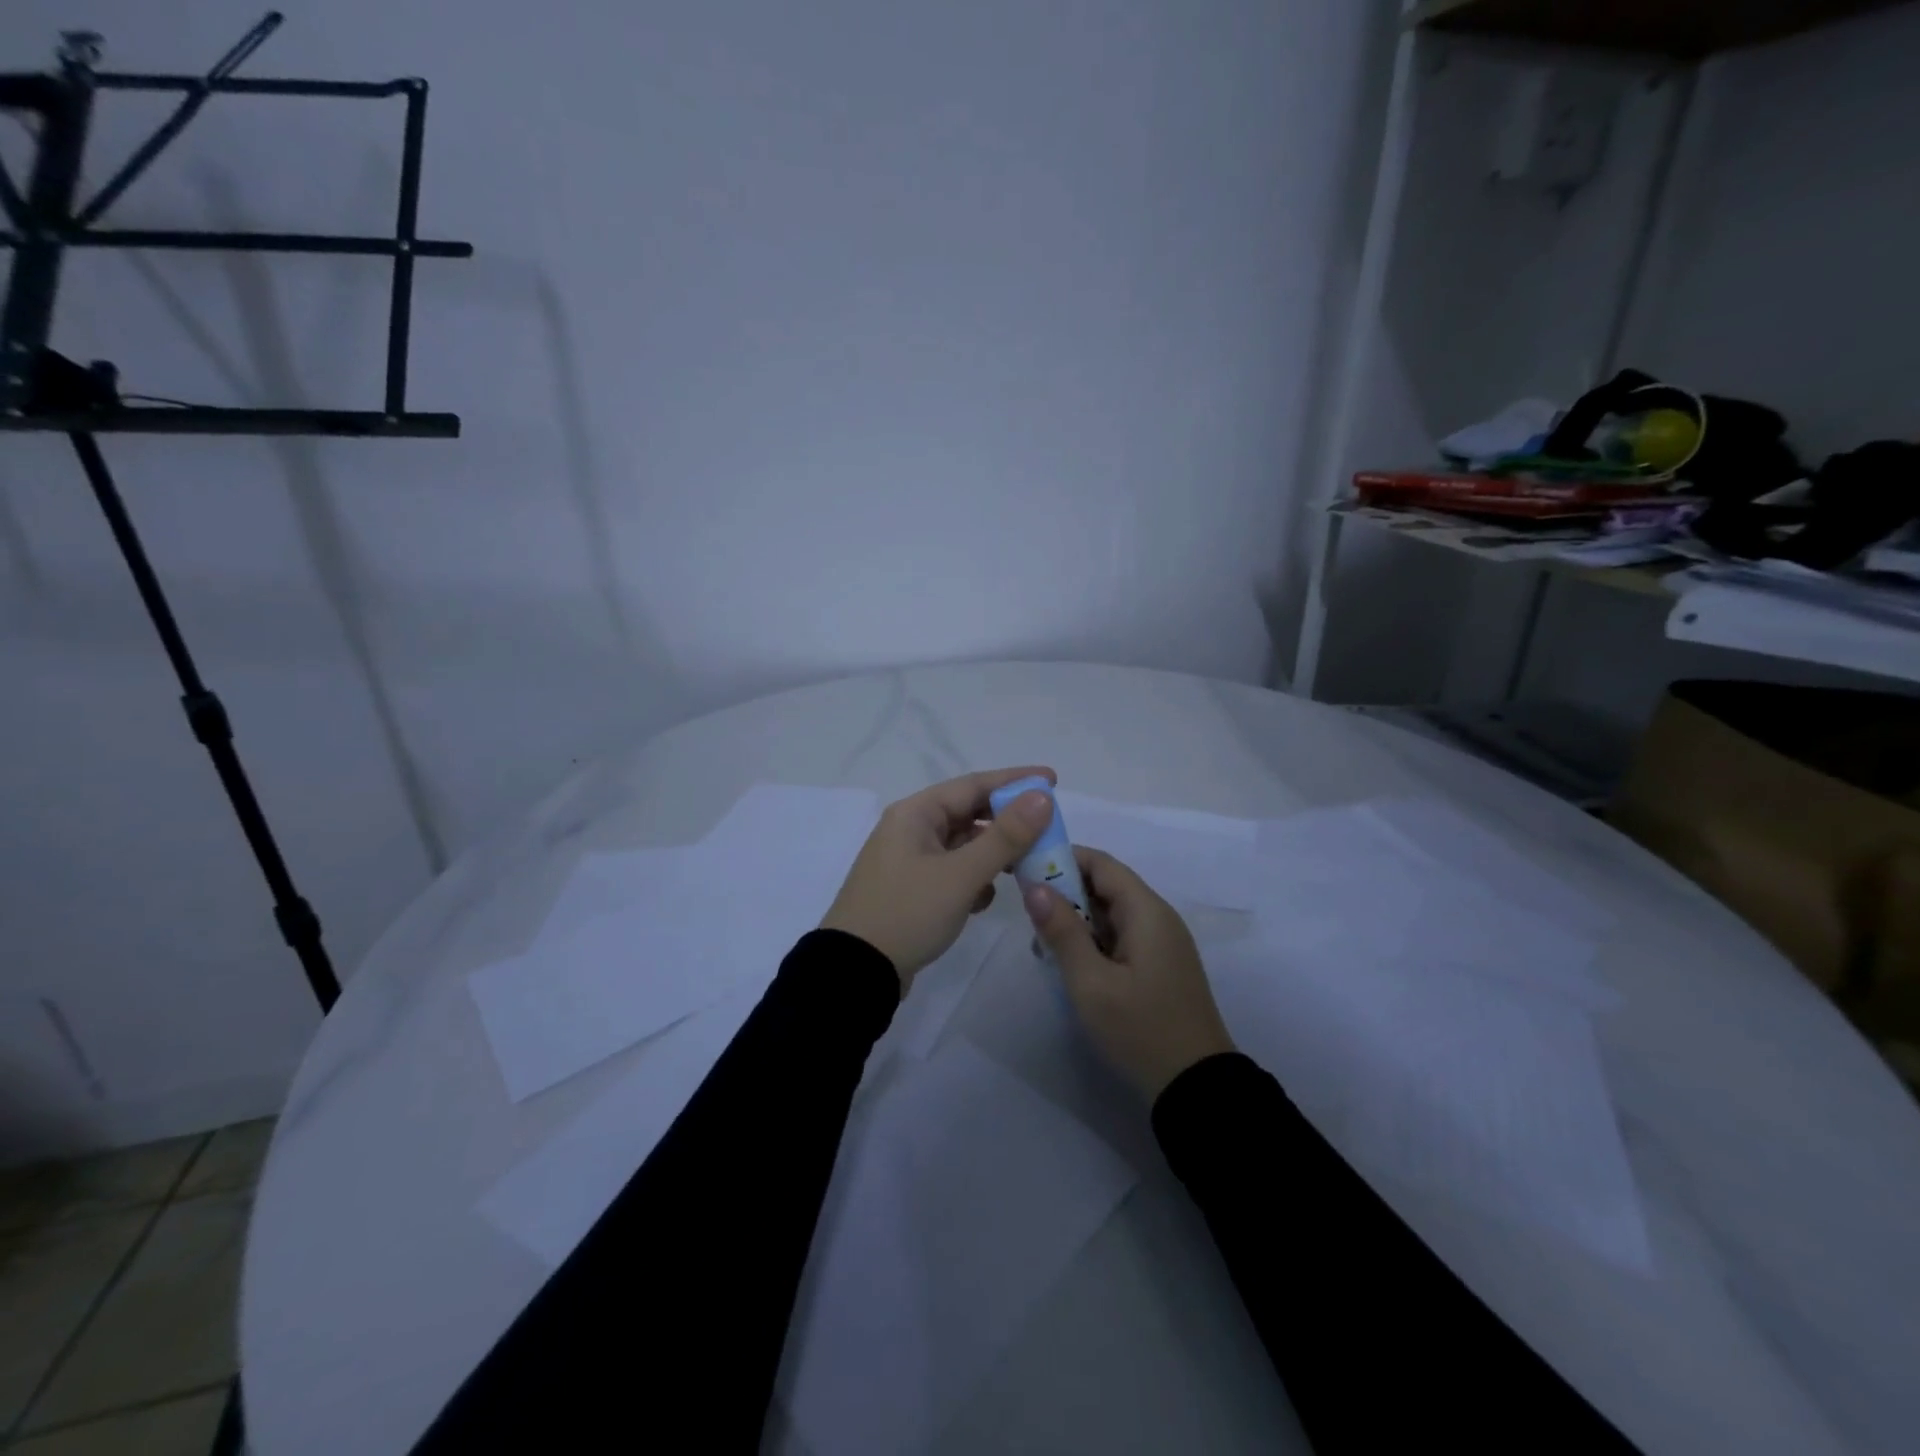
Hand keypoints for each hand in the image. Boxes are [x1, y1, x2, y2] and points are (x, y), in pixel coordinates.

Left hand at [822, 767, 1058, 988]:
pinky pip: (953, 872)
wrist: (855, 972)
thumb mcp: (960, 875)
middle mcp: (910, 829)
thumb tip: (1042, 798)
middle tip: (1047, 830)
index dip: (1015, 781)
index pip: (974, 784)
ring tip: (1025, 867)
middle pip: (969, 813)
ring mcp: (909, 861)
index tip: (1052, 780)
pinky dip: (973, 880)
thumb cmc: (907, 913)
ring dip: (993, 854)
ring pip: (963, 845)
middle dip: (1007, 823)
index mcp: (915, 814)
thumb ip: (1005, 836)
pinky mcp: (912, 890)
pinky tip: (984, 900)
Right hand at [1024, 847, 1234, 1100]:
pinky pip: (1120, 937)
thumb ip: (1062, 931)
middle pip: (1106, 886)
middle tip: (1028, 913)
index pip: (1101, 864)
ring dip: (1076, 920)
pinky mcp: (1159, 965)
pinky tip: (1069, 964)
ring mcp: (1161, 943)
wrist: (1197, 1088)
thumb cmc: (1141, 1030)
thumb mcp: (1091, 983)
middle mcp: (1157, 917)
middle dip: (1065, 892)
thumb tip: (1035, 887)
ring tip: (1042, 944)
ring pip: (1111, 913)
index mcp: (1146, 911)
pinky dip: (1092, 941)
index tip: (1025, 868)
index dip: (1063, 858)